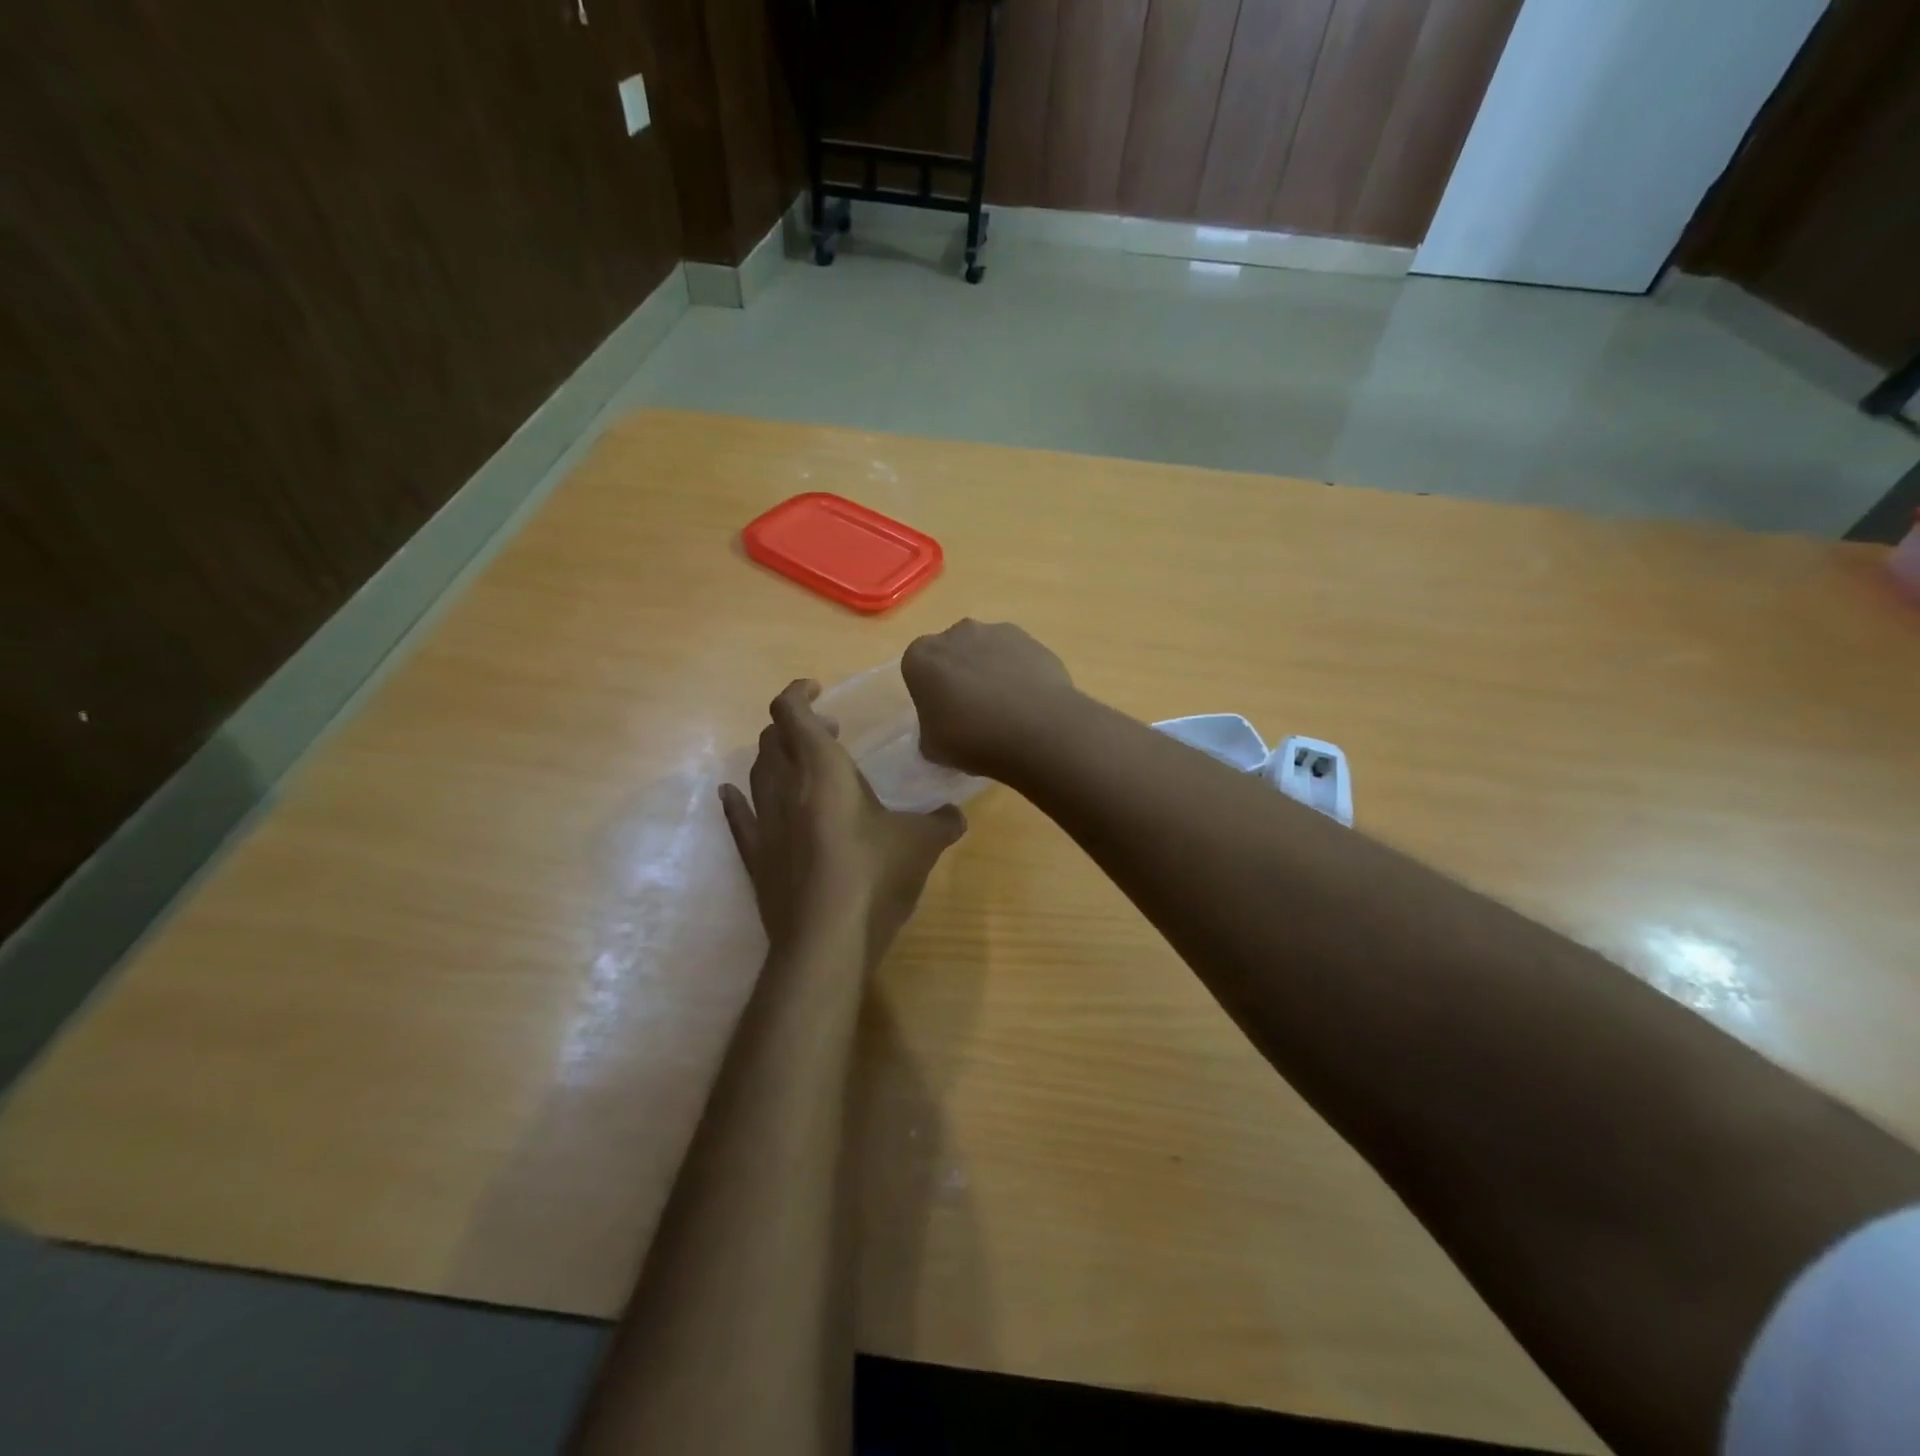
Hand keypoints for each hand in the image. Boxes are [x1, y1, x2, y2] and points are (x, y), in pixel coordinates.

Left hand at [721, 680, 966, 964]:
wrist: (827, 941)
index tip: (818, 689)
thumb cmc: (875, 877)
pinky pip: (739, 817)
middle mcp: (785, 788)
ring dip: (774, 758)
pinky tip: (735, 794)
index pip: (792, 713)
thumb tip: (956, 814)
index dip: (799, 693)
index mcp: (822, 770)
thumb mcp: (922, 844)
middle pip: (771, 739)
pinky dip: (739, 799)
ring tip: (799, 764)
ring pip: (756, 773)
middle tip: (828, 734)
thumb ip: (942, 822)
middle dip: (795, 726)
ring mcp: (764, 823)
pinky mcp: (755, 858)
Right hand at [901, 620, 1075, 776]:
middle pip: (953, 654)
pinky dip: (1020, 673)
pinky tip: (1030, 703)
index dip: (931, 694)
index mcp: (921, 657)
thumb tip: (943, 728)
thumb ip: (930, 732)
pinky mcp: (1031, 640)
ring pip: (987, 652)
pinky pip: (1018, 657)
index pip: (918, 670)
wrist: (1036, 730)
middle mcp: (956, 633)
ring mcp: (996, 632)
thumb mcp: (932, 748)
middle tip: (974, 713)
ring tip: (1008, 710)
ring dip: (991, 672)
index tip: (944, 717)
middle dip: (960, 676)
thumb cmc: (971, 739)